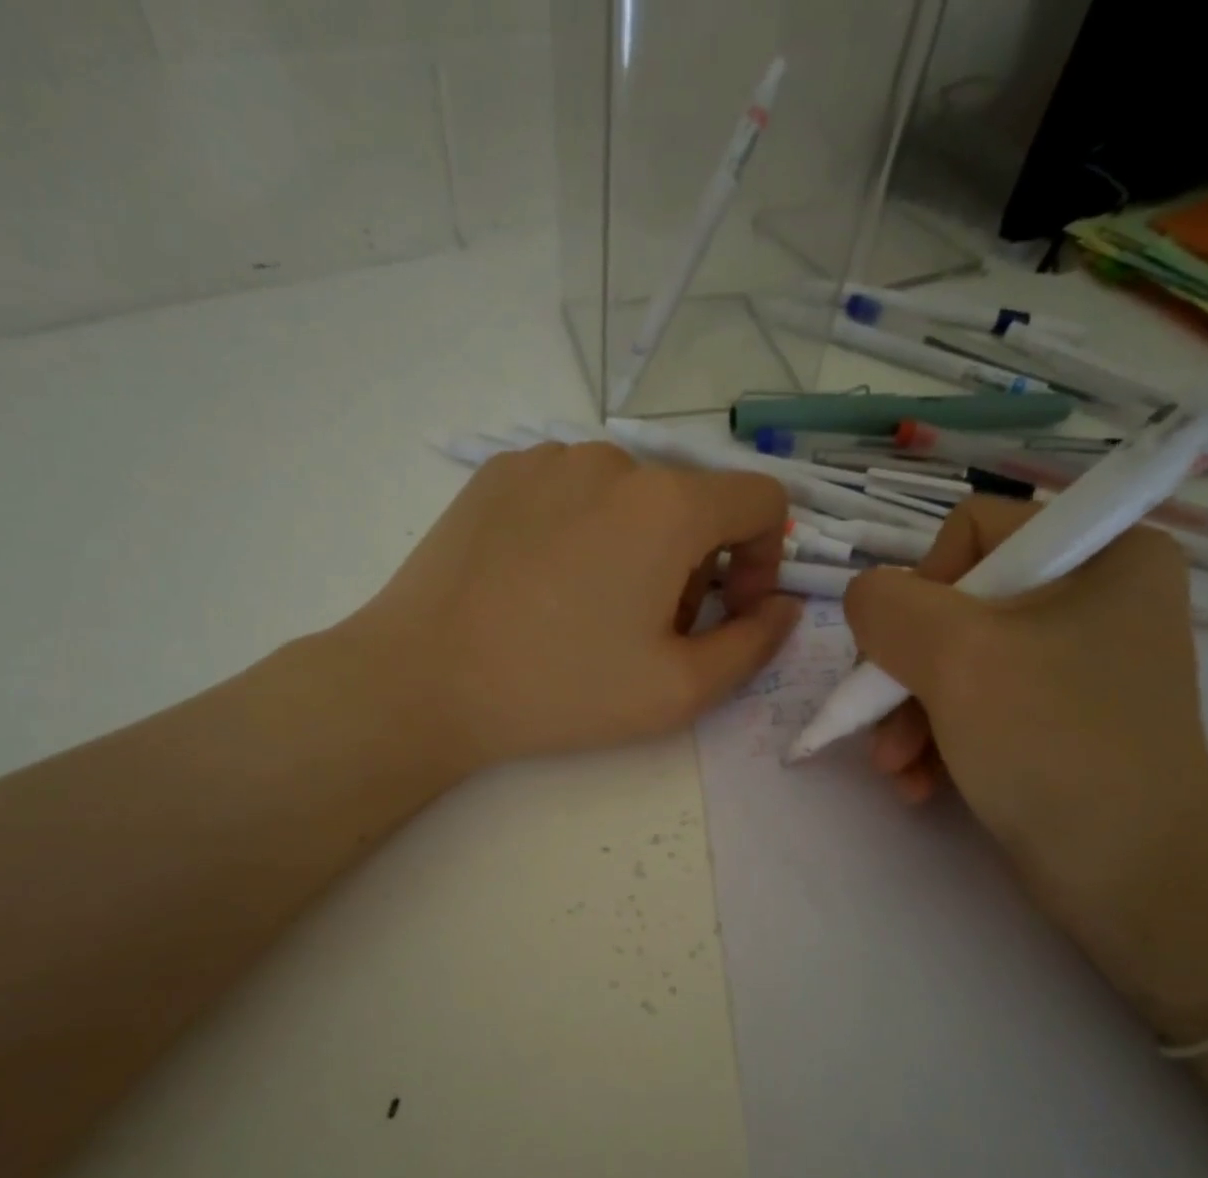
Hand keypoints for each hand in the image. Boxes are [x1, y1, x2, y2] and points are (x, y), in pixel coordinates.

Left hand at [356, 442, 800, 768]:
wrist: (423, 679)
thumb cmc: (561, 689)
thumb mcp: (680, 690)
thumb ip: (755, 645)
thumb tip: (784, 608)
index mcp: (669, 504)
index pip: (761, 500)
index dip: (765, 558)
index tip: (730, 610)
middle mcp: (613, 460)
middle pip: (692, 504)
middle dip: (695, 566)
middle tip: (649, 631)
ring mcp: (548, 458)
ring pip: (631, 497)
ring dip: (638, 548)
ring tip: (591, 611)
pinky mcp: (499, 471)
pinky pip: (573, 492)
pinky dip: (584, 531)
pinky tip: (544, 585)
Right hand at [842, 497, 1207, 1027]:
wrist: (1129, 880)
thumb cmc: (1052, 746)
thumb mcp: (956, 656)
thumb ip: (886, 605)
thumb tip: (867, 602)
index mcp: (1104, 553)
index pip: (972, 532)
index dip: (923, 589)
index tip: (910, 654)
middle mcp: (1096, 597)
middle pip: (954, 606)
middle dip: (905, 673)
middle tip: (886, 730)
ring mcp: (1078, 662)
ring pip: (955, 661)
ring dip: (910, 716)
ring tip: (897, 770)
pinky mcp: (1060, 716)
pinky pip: (976, 703)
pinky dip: (938, 740)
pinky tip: (919, 784)